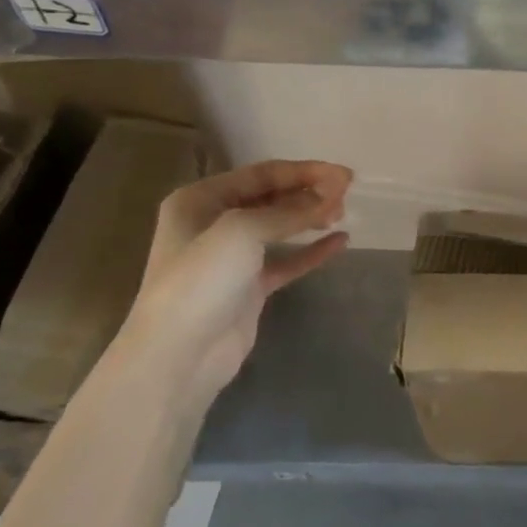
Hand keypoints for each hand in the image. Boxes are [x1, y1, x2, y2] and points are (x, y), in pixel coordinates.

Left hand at [118, 160, 352, 397]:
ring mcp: (231, 257)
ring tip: (342, 214)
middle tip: (347, 195)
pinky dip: (312, 250)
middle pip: (272, 197)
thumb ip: (290, 210)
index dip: (305, 171)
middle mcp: (213, 222)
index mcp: (200, 199)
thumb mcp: (243, 231)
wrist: (179, 355)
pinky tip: (341, 242)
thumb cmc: (202, 280)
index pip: (262, 173)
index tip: (345, 175)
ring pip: (280, 227)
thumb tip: (332, 194)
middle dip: (309, 192)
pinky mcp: (249, 287)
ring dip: (311, 217)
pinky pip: (287, 260)